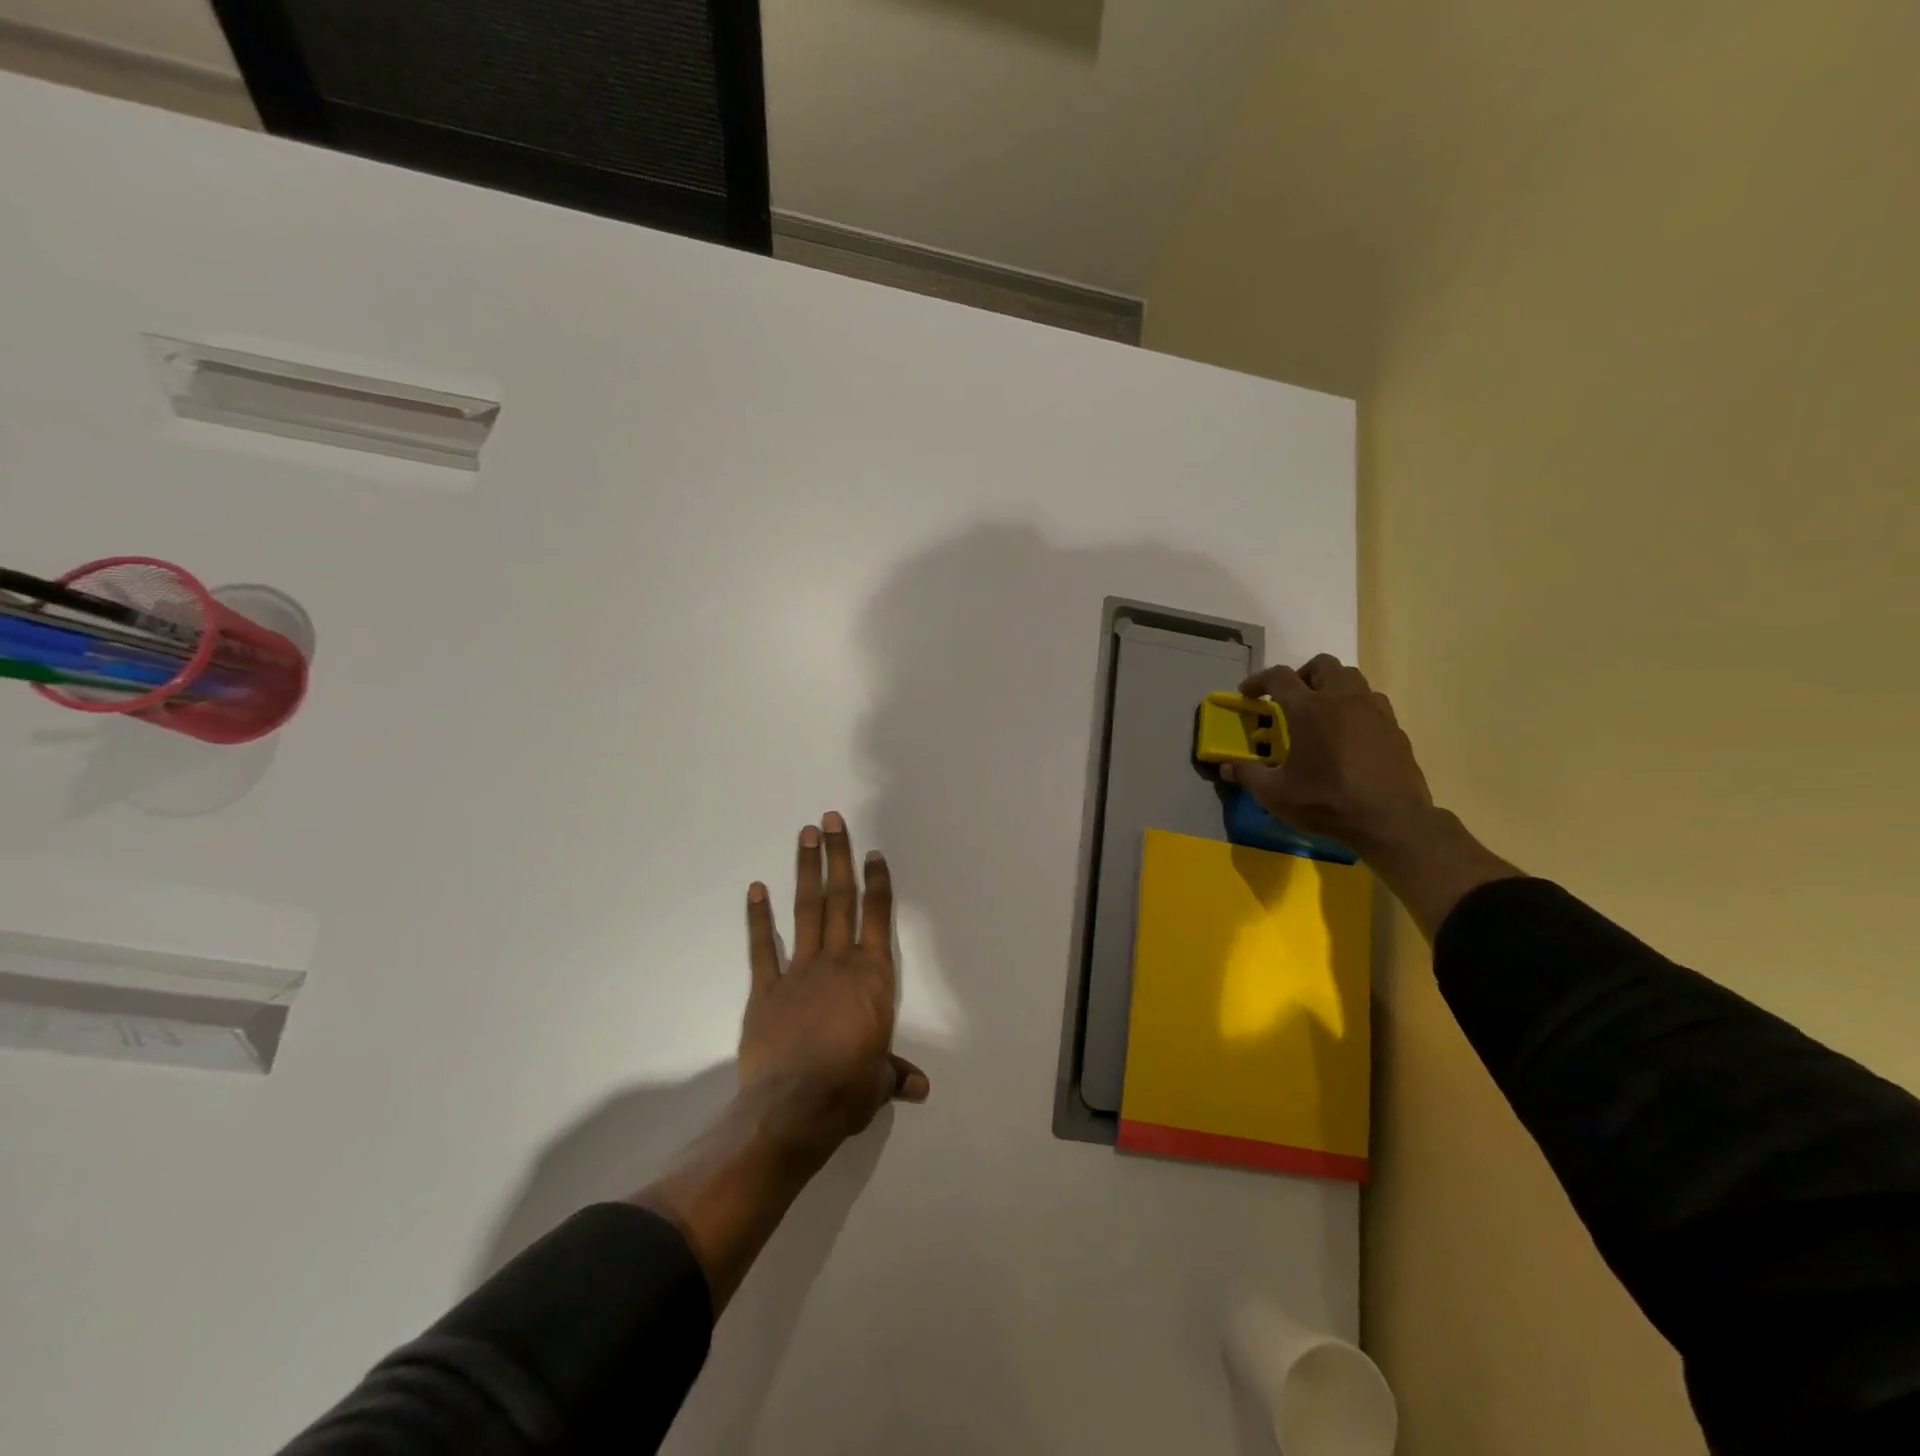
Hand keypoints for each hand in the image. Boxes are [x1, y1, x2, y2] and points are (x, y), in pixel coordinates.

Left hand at [739, 811, 928, 1161]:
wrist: (794, 1107)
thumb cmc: (847, 1088)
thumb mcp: (878, 1081)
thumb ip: (895, 1074)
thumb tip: (921, 1088)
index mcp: (871, 976)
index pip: (877, 917)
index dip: (877, 882)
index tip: (874, 853)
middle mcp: (838, 962)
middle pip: (840, 898)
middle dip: (838, 856)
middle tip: (831, 819)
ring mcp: (799, 971)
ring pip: (806, 910)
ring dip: (806, 870)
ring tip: (806, 835)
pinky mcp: (765, 989)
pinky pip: (762, 947)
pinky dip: (758, 917)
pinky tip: (756, 888)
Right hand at [1223, 654, 1434, 854]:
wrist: (1391, 820)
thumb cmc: (1327, 802)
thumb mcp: (1276, 794)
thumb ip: (1248, 775)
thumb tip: (1225, 767)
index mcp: (1308, 709)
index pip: (1278, 677)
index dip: (1258, 680)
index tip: (1247, 693)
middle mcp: (1342, 699)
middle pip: (1322, 664)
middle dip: (1302, 674)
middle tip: (1291, 698)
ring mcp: (1373, 710)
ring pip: (1352, 678)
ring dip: (1332, 686)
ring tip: (1322, 711)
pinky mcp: (1394, 727)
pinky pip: (1372, 701)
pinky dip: (1356, 706)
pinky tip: (1350, 732)